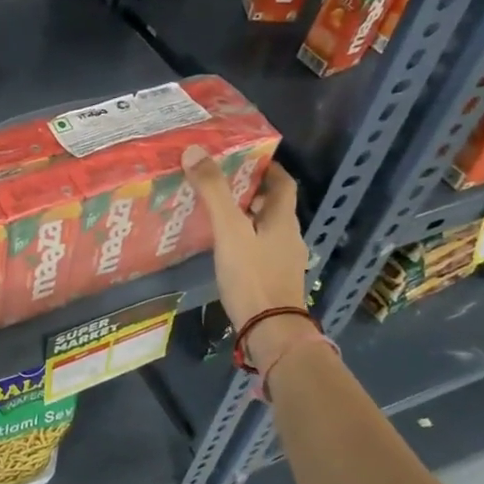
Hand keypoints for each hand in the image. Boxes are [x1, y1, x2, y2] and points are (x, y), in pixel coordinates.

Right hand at [182, 147, 311, 365]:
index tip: (245, 159)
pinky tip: (225, 251)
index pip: (283, 183)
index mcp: (283, 220)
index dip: (268, 168)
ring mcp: (284, 262)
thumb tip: (194, 151)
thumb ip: (213, 192)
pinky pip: (261, 252)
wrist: (270, 331)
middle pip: (274, 207)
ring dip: (247, 220)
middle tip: (221, 185)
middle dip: (251, 194)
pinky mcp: (274, 282)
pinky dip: (245, 243)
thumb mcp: (229, 230)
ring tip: (216, 216)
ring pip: (266, 231)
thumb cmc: (252, 276)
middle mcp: (289, 237)